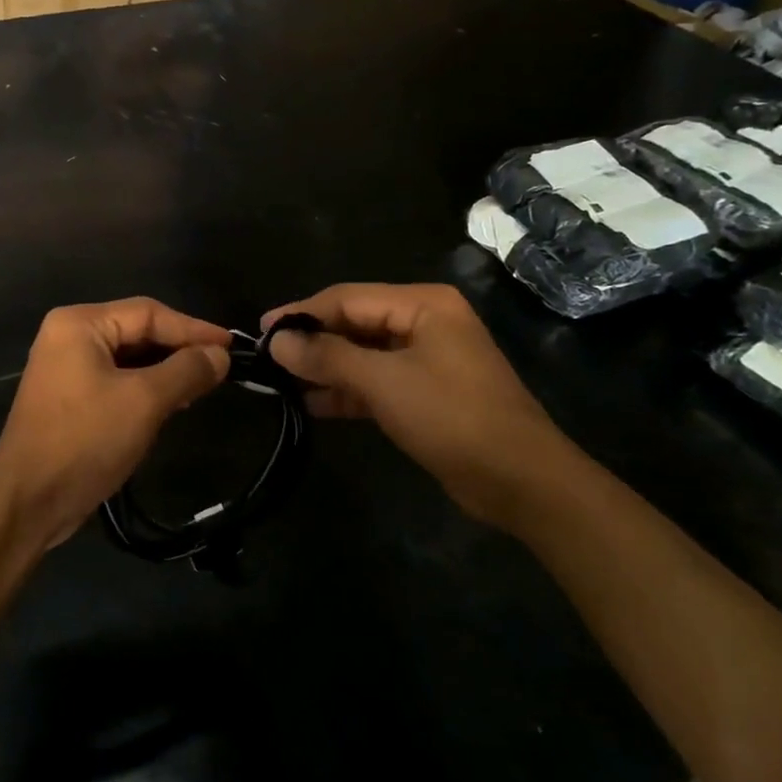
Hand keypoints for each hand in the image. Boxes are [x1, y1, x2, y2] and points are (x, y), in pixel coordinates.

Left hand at [0, 299, 231, 550]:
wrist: (28, 500)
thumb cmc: (85, 441)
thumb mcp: (144, 402)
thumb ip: (186, 370)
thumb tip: (220, 354)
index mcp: (79, 324)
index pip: (148, 313)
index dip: (193, 328)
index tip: (232, 346)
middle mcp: (68, 336)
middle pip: (136, 331)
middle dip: (178, 350)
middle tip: (220, 368)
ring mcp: (64, 367)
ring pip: (128, 358)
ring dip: (164, 371)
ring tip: (202, 387)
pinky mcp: (68, 397)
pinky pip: (115, 380)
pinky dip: (144, 388)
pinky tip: (172, 404)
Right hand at [261, 284, 578, 529]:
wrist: (521, 482)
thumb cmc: (453, 417)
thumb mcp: (384, 382)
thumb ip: (327, 357)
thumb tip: (276, 342)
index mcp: (422, 304)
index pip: (346, 298)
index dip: (301, 313)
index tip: (260, 331)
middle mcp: (424, 323)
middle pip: (352, 323)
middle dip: (311, 341)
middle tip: (266, 358)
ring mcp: (425, 359)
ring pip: (361, 354)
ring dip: (323, 368)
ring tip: (279, 381)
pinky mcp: (424, 393)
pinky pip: (374, 381)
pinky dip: (344, 390)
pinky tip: (310, 403)